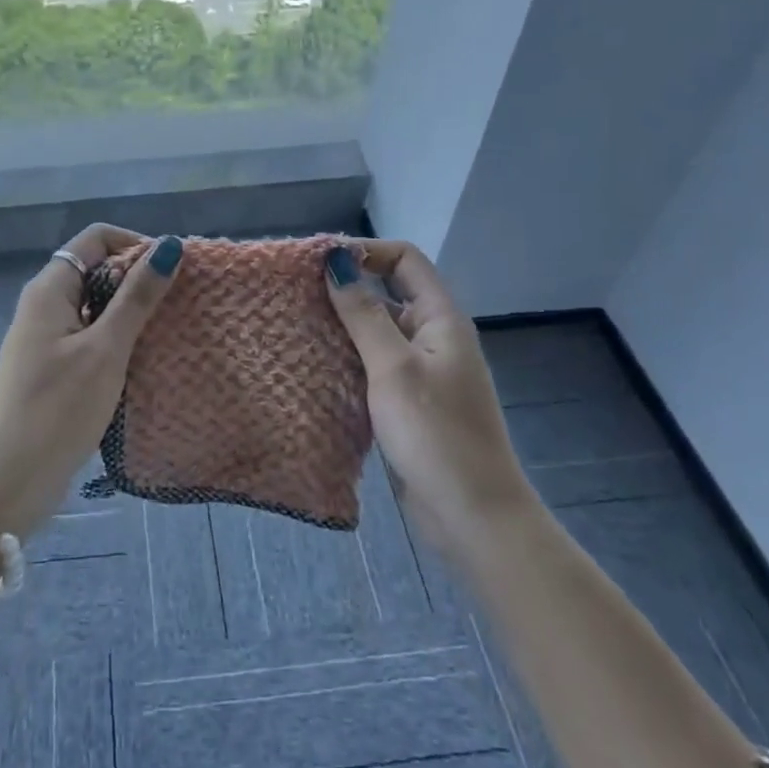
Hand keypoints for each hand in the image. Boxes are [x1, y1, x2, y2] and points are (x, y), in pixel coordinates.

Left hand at [0, 226, 183, 537]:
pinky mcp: (53, 370)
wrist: (6, 483)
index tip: (172, 272)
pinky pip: (91, 339)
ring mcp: (47, 340)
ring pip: (96, 307)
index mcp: (50, 288)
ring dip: (131, 314)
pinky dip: (118, 341)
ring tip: (170, 332)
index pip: (96, 239)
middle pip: (97, 270)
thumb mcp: (105, 350)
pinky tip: (145, 362)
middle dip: (138, 280)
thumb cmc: (57, 409)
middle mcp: (45, 305)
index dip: (135, 246)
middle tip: (179, 304)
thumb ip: (137, 298)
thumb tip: (169, 245)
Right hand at [323, 241, 530, 543]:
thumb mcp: (393, 367)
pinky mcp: (407, 402)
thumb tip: (336, 261)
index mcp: (440, 318)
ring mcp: (421, 371)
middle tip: (296, 295)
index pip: (405, 259)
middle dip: (345, 289)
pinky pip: (373, 366)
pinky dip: (346, 360)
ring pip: (377, 332)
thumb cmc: (435, 434)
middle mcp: (432, 337)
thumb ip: (363, 314)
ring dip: (341, 327)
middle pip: (388, 292)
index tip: (319, 264)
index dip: (365, 252)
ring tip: (295, 327)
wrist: (472, 515)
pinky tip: (313, 367)